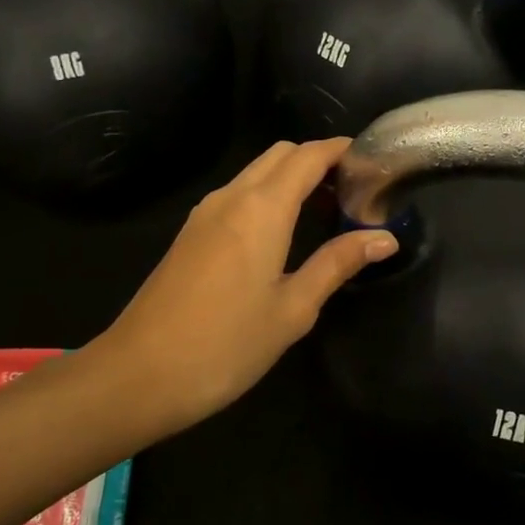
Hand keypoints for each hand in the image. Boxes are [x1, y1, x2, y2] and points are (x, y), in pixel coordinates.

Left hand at [84, 139, 396, 433]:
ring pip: (256, 173)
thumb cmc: (226, 345)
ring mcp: (204, 213)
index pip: (309, 156)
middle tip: (351, 194)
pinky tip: (282, 234)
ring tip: (324, 214)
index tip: (372, 164)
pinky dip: (266, 197)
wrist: (139, 374)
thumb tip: (385, 238)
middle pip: (281, 155)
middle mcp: (231, 197)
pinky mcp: (190, 233)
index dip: (341, 150)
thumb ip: (338, 264)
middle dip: (318, 161)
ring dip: (290, 179)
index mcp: (262, 209)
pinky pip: (236, 195)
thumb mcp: (293, 309)